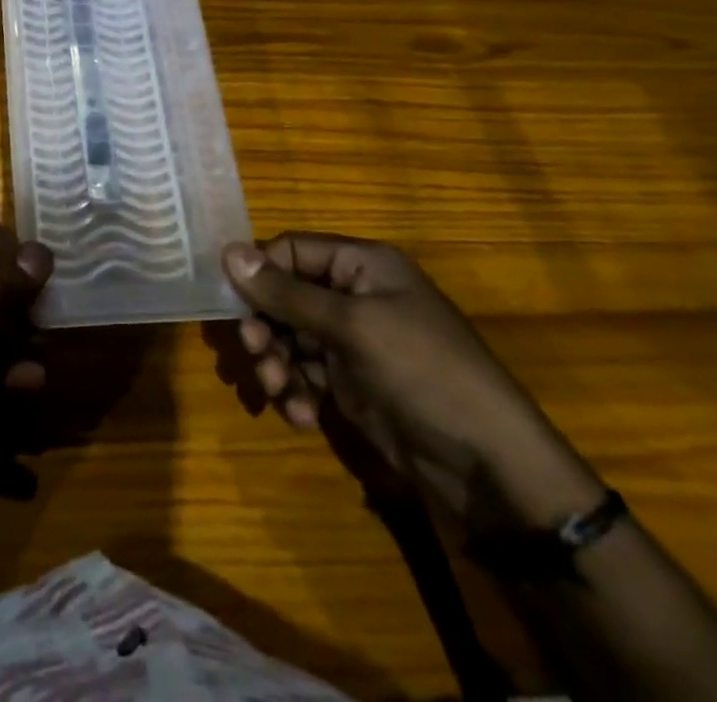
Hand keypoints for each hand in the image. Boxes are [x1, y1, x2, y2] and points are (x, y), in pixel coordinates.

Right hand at [223, 235, 603, 531]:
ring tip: (280, 391)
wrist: (488, 467)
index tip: (234, 303)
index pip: (292, 250)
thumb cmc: (423, 372)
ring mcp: (353, 342)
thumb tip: (228, 251)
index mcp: (362, 265)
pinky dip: (296, 392)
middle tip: (256, 355)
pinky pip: (305, 374)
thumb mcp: (352, 326)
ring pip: (289, 338)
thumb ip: (286, 293)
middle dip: (265, 327)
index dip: (261, 273)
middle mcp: (354, 296)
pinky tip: (303, 416)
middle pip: (285, 296)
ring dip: (276, 364)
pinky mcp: (352, 384)